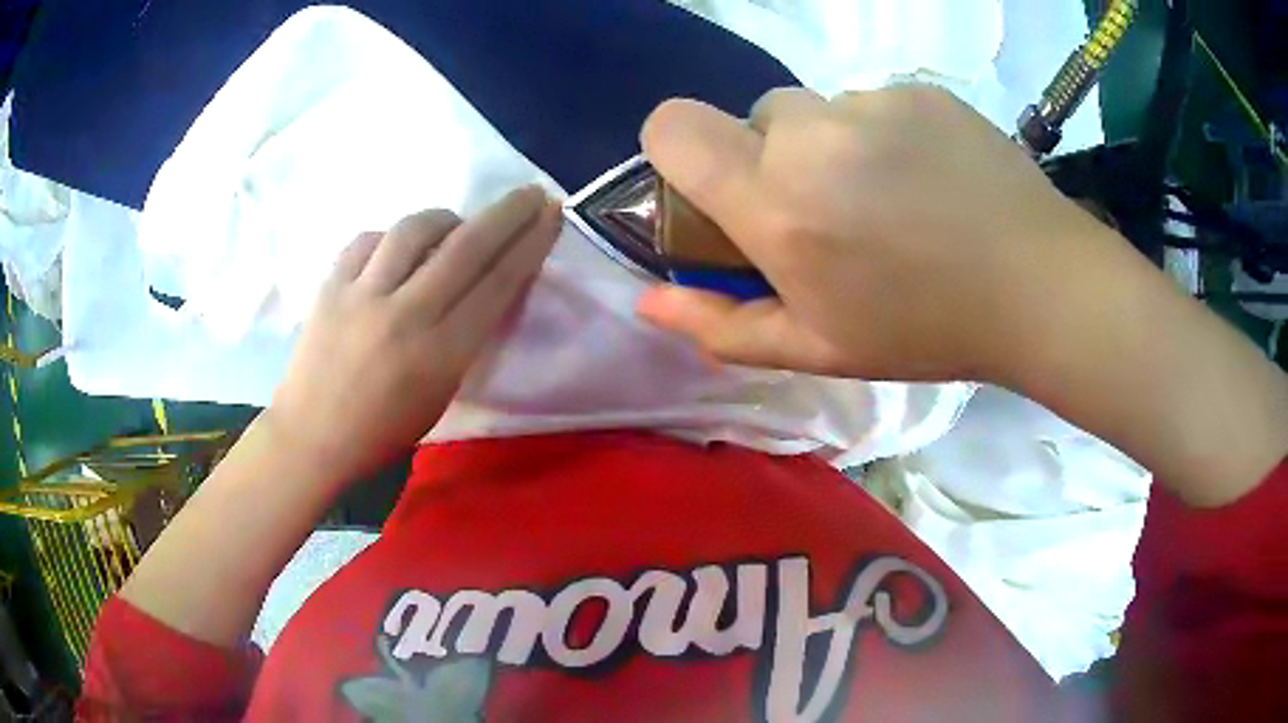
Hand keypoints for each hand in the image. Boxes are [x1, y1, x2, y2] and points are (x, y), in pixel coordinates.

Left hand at [268, 186, 561, 480]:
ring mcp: (362, 295)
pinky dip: (391, 238)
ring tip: (454, 226)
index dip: (530, 243)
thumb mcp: (441, 394)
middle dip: (508, 213)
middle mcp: (405, 316)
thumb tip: (484, 285)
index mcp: (440, 354)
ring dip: (446, 218)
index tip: (551, 213)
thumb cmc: (383, 431)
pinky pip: (369, 240)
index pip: (497, 283)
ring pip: (414, 229)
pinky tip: (397, 249)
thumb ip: (466, 338)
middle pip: (467, 246)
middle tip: (531, 192)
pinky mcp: (330, 286)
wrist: (312, 437)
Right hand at [638, 86, 1287, 506]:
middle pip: (755, 117)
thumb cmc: (926, 329)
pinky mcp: (921, 91)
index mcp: (778, 204)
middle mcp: (814, 137)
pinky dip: (884, 135)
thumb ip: (722, 326)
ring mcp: (874, 104)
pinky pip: (874, 103)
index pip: (673, 126)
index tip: (712, 183)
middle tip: (830, 212)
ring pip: (818, 109)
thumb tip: (650, 304)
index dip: (675, 147)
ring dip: (832, 147)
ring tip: (892, 199)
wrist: (1040, 287)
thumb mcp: (819, 349)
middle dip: (774, 159)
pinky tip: (930, 179)